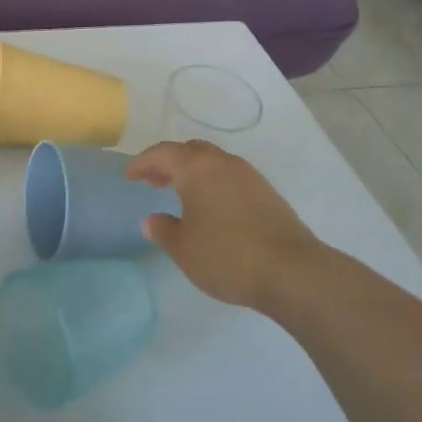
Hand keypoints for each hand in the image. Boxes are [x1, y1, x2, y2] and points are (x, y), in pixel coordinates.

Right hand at [126, 140, 320, 308]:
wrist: (292, 270)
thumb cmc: (228, 256)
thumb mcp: (184, 249)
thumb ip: (164, 230)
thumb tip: (152, 219)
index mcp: (197, 168)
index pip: (162, 153)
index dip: (142, 162)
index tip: (129, 175)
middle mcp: (222, 162)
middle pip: (189, 151)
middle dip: (168, 162)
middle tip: (153, 180)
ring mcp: (248, 175)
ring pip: (213, 162)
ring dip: (193, 172)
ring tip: (180, 193)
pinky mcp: (267, 192)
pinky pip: (230, 176)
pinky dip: (213, 182)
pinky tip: (211, 207)